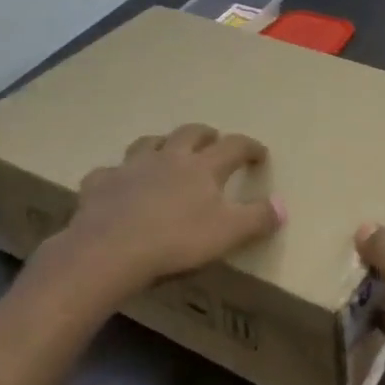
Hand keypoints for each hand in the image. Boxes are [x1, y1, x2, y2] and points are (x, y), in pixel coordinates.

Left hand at [34, 124, 284, 302]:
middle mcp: (168, 157)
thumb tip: (283, 205)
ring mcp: (131, 168)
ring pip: (148, 144)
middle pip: (190, 134)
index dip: (250, 147)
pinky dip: (117, 175)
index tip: (260, 154)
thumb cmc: (176, 241)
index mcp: (203, 167)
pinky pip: (108, 172)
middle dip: (205, 134)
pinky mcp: (100, 184)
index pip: (234, 147)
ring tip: (167, 151)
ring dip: (162, 143)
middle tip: (214, 140)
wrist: (109, 250)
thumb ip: (258, 218)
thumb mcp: (228, 234)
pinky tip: (118, 184)